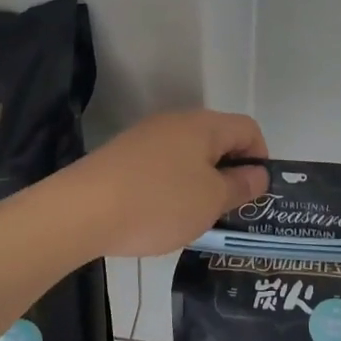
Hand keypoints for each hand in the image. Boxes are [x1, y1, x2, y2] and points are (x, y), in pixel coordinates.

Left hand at [56, 109, 268, 257]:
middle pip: (218, 140)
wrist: (80, 211)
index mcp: (203, 125)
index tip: (254, 194)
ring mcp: (145, 137)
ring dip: (200, 183)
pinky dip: (171, 188)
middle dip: (229, 173)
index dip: (260, 159)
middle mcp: (175, 122)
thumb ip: (240, 186)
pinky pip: (161, 167)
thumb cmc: (159, 203)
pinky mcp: (122, 157)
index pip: (248, 129)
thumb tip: (258, 174)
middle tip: (228, 210)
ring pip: (189, 156)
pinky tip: (161, 216)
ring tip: (194, 218)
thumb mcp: (211, 200)